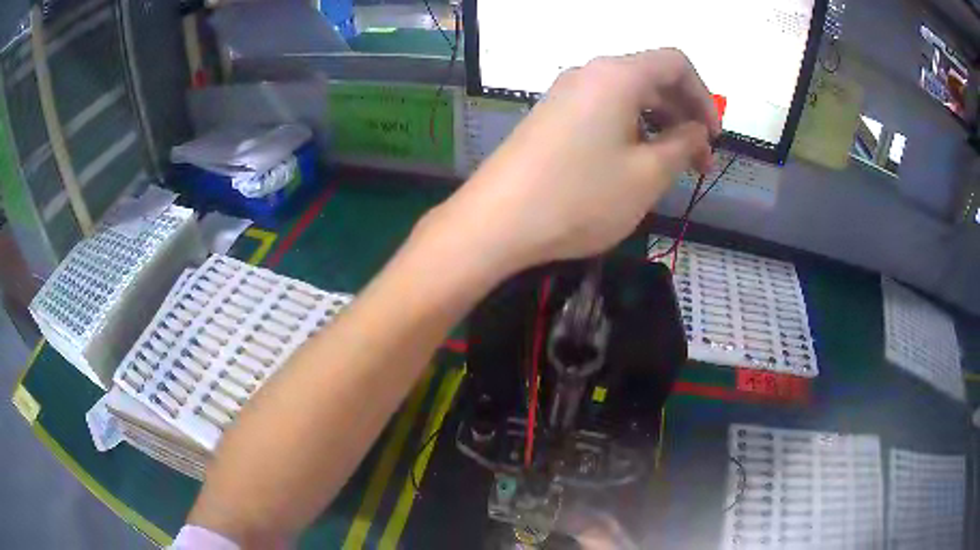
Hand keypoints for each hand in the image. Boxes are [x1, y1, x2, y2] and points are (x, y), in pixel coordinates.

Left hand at [433, 49, 720, 276]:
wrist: (496, 222)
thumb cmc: (580, 197)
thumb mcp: (647, 175)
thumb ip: (683, 145)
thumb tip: (697, 132)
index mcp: (617, 75)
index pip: (675, 63)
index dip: (704, 96)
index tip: (713, 137)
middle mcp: (589, 74)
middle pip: (652, 79)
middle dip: (684, 116)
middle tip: (698, 162)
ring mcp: (565, 94)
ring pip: (628, 98)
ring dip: (659, 126)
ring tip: (671, 169)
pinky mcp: (551, 117)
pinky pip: (604, 112)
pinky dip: (631, 131)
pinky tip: (635, 165)